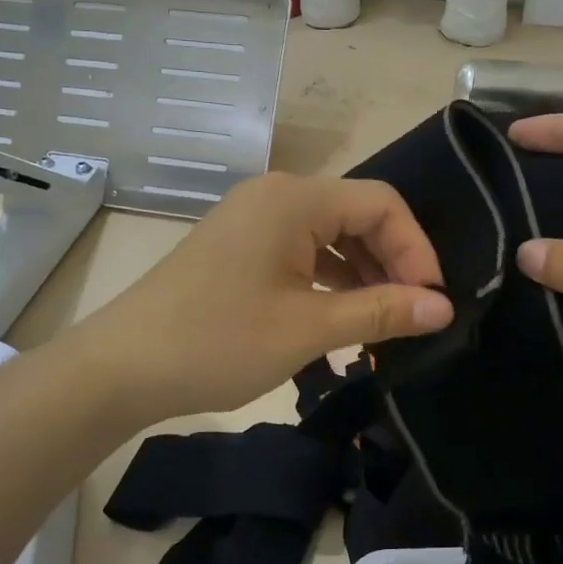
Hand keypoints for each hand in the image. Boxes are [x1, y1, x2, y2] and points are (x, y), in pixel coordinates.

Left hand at [77, 172, 453, 424]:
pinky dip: (329, 277)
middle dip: (392, 261)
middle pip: (357, 213)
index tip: (432, 301)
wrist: (119, 368)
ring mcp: (253, 218)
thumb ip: (381, 312)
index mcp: (294, 199)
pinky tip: (341, 314)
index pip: (381, 203)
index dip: (416, 249)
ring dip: (363, 272)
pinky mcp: (240, 245)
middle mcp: (276, 195)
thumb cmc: (217, 342)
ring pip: (330, 232)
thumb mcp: (308, 329)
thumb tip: (443, 307)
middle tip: (412, 314)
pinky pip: (301, 248)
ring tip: (383, 320)